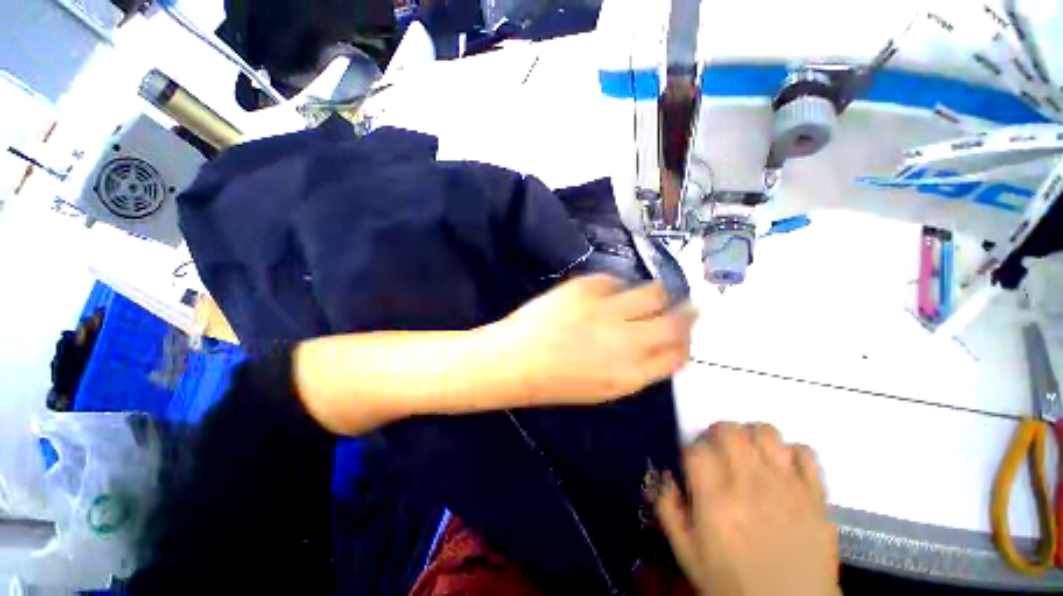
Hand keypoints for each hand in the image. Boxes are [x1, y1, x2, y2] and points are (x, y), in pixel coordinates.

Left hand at [491, 274, 695, 404]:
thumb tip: (665, 350)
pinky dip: (619, 287)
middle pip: (677, 320)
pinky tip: (609, 294)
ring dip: (658, 295)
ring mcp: (606, 308)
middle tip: (686, 307)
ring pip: (655, 291)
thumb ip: (640, 368)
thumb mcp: (605, 387)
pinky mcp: (586, 286)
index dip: (685, 343)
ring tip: (648, 297)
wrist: (515, 360)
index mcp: (631, 373)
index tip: (684, 336)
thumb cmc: (556, 381)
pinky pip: (617, 279)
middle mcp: (626, 339)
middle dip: (688, 313)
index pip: (679, 354)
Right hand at [655, 423, 839, 595]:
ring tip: (750, 452)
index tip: (694, 460)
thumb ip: (668, 510)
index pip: (696, 449)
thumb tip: (667, 477)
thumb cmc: (732, 582)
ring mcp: (786, 486)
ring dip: (752, 435)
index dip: (691, 448)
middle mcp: (749, 484)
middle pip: (729, 430)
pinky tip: (783, 467)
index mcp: (715, 499)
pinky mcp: (815, 494)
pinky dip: (791, 452)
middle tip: (718, 449)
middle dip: (718, 433)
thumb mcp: (687, 553)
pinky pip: (805, 452)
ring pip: (766, 432)